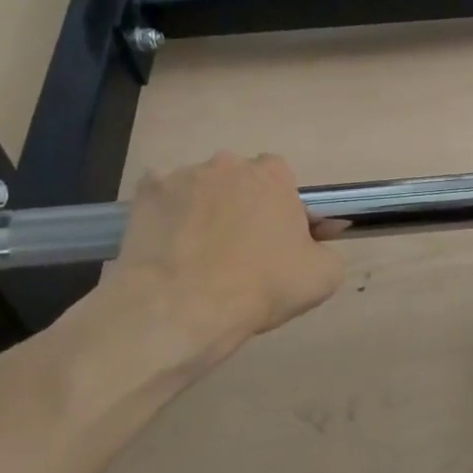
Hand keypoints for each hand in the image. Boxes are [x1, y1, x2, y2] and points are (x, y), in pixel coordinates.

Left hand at [76, 152, 344, 388]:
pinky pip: (161, 200)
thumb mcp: (322, 276)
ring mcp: (183, 175)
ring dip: (202, 210)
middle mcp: (229, 164)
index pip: (281, 178)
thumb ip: (326, 249)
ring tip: (196, 256)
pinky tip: (166, 249)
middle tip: (238, 249)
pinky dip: (165, 218)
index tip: (276, 238)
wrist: (182, 309)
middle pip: (239, 180)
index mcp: (273, 176)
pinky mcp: (145, 193)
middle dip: (239, 204)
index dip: (280, 208)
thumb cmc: (261, 287)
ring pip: (199, 189)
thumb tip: (317, 241)